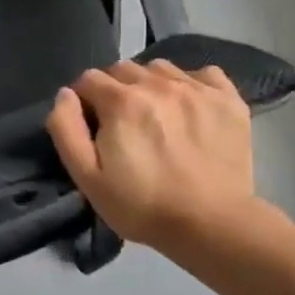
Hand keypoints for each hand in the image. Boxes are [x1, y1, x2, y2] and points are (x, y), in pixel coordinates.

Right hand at [45, 60, 257, 251]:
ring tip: (157, 114)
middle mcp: (157, 84)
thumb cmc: (142, 205)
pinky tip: (190, 108)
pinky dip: (192, 84)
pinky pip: (204, 73)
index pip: (88, 79)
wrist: (213, 226)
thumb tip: (65, 94)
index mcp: (121, 101)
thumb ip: (66, 129)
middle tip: (122, 122)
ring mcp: (197, 89)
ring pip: (161, 68)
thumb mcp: (87, 177)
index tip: (91, 124)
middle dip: (114, 89)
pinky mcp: (228, 100)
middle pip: (123, 69)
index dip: (84, 99)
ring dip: (150, 84)